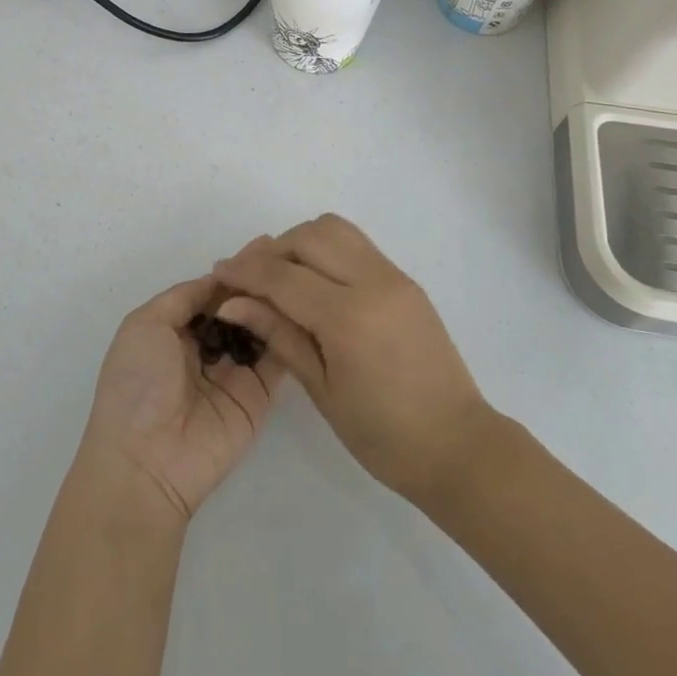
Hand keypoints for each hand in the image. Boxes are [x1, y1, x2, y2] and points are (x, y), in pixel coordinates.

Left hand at [77, 273, 286, 525]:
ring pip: (260, 328)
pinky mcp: (257, 397)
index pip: (211, 292)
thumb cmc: (137, 384)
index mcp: (174, 330)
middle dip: (258, 282)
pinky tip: (305, 307)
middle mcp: (205, 348)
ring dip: (275, 303)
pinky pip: (276, 359)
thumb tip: (218, 275)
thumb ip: (184, 297)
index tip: (263, 245)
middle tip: (289, 254)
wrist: (146, 461)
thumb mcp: (145, 325)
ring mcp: (234, 372)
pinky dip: (288, 334)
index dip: (232, 271)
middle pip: (238, 307)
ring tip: (300, 274)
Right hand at [214, 215, 490, 502]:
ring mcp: (394, 276)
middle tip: (251, 279)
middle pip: (308, 236)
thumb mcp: (321, 389)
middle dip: (272, 251)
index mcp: (349, 317)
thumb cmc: (383, 435)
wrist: (458, 446)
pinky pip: (357, 245)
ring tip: (284, 277)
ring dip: (301, 242)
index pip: (284, 276)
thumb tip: (233, 301)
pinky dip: (327, 250)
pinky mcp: (405, 280)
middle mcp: (373, 282)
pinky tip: (316, 283)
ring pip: (335, 229)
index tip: (218, 273)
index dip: (245, 271)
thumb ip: (278, 334)